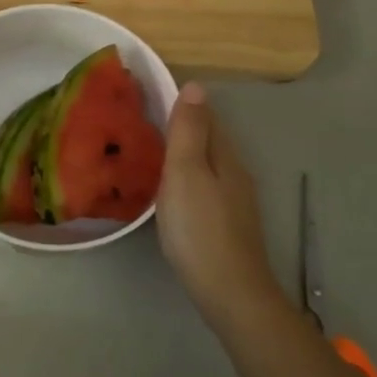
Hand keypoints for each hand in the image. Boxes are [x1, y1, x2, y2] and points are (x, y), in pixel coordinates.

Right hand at [157, 83, 280, 328]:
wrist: (229, 291)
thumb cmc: (200, 228)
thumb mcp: (186, 172)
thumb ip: (189, 131)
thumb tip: (196, 85)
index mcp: (225, 155)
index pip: (206, 117)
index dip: (182, 104)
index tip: (148, 98)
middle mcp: (235, 172)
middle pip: (209, 139)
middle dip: (182, 127)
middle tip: (141, 123)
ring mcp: (234, 200)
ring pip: (207, 164)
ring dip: (184, 153)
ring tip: (149, 152)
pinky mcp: (227, 223)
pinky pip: (205, 186)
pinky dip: (187, 178)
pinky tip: (169, 189)